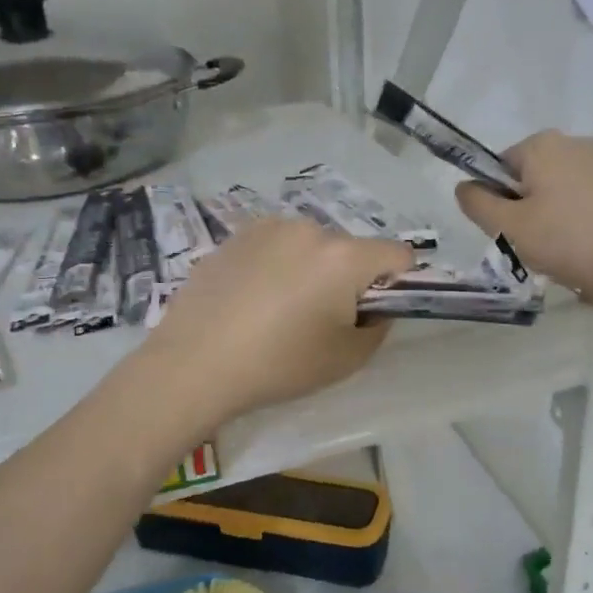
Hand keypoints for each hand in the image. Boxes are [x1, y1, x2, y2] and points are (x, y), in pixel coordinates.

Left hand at [139, 220, 413, 427]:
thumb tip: (374, 308)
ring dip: (312, 269)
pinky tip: (251, 301)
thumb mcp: (346, 359)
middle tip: (321, 319)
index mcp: (344, 257)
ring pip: (312, 246)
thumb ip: (378, 327)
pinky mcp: (235, 236)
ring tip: (280, 310)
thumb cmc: (279, 365)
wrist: (193, 364)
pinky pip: (276, 246)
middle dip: (349, 278)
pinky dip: (277, 266)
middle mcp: (310, 229)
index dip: (399, 283)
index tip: (374, 312)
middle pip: (351, 249)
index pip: (399, 255)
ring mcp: (268, 228)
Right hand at [455, 131, 592, 302]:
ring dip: (555, 230)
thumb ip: (479, 205)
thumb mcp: (513, 228)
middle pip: (529, 184)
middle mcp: (574, 144)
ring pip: (558, 200)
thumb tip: (463, 187)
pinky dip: (581, 231)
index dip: (498, 205)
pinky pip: (586, 208)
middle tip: (539, 252)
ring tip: (568, 261)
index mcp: (542, 145)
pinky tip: (591, 258)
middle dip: (528, 219)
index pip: (498, 169)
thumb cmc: (573, 240)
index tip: (513, 234)